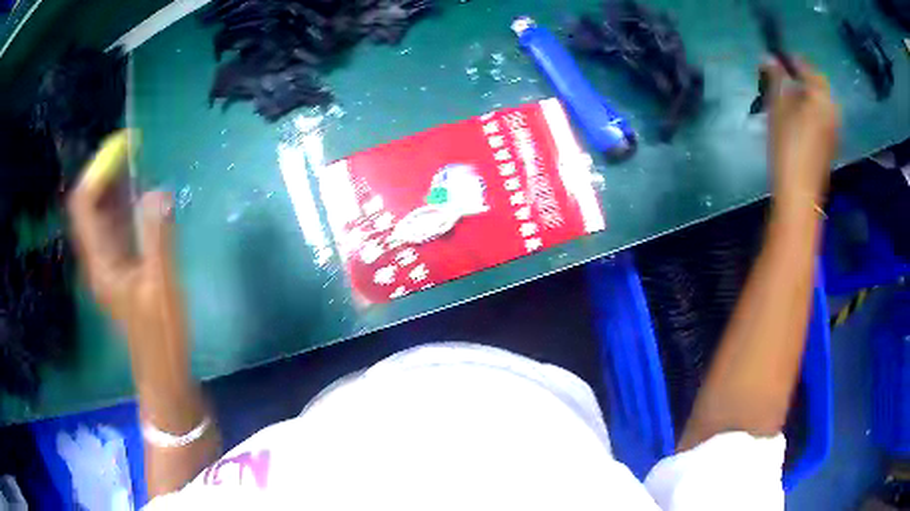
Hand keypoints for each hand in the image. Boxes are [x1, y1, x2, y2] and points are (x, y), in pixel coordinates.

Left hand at [67, 133, 187, 371]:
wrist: (163, 372)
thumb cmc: (161, 335)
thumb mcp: (161, 287)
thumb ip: (157, 238)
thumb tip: (157, 190)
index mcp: (100, 261)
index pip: (83, 204)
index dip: (98, 170)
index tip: (124, 147)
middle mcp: (98, 258)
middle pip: (89, 205)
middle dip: (106, 172)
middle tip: (133, 149)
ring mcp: (109, 264)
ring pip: (102, 215)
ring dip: (115, 187)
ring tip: (138, 164)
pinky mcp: (121, 269)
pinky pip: (115, 227)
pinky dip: (124, 206)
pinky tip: (142, 198)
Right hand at [764, 58, 839, 203]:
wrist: (801, 191)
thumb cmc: (788, 145)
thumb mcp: (778, 106)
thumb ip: (776, 78)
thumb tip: (769, 57)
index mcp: (821, 95)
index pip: (806, 66)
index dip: (790, 59)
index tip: (777, 57)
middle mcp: (832, 108)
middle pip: (818, 83)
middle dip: (803, 76)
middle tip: (785, 76)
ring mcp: (834, 127)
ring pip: (821, 100)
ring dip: (808, 93)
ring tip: (791, 95)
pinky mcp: (831, 142)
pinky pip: (823, 115)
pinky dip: (813, 109)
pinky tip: (801, 116)